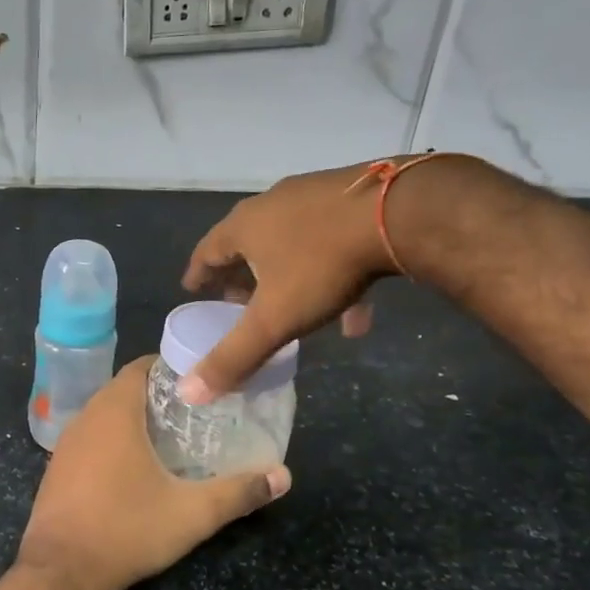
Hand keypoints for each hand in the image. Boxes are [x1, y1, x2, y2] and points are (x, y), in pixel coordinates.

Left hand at [19, 357, 290, 589]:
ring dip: (134, 418)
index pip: (141, 367)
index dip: (171, 368)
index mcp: (114, 411)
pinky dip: (113, 440)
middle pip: (124, 389)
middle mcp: (86, 417)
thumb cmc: (126, 529)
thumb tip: (283, 476)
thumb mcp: (192, 513)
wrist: (61, 571)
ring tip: (172, 436)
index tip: (201, 380)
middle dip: (158, 395)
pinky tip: (135, 466)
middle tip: (196, 411)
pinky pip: (90, 439)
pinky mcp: (57, 468)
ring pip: (104, 415)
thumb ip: (239, 492)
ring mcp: (66, 443)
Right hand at [179, 162, 404, 400]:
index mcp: (244, 226)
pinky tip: (353, 314)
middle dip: (241, 275)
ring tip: (291, 307)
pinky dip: (331, 275)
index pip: (207, 251)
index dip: (198, 274)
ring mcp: (314, 197)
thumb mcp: (274, 319)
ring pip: (291, 243)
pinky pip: (331, 243)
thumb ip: (234, 356)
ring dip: (286, 277)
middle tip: (238, 300)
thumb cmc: (322, 265)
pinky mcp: (353, 199)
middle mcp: (273, 204)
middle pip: (247, 243)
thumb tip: (190, 392)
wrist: (398, 212)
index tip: (193, 289)